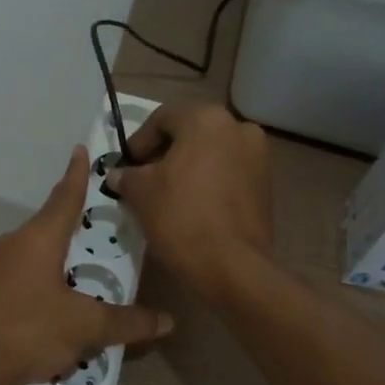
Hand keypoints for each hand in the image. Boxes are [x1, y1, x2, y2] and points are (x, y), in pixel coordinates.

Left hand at [0, 146, 173, 384]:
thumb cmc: (27, 330)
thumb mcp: (85, 326)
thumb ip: (127, 322)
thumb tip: (168, 321)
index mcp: (39, 239)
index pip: (65, 196)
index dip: (77, 174)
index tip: (81, 150)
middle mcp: (16, 245)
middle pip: (52, 224)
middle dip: (79, 222)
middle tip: (109, 221)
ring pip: (39, 252)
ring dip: (64, 255)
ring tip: (94, 265)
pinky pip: (28, 276)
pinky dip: (49, 279)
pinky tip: (65, 302)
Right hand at [109, 103, 272, 299]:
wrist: (231, 265)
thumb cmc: (180, 217)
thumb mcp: (141, 193)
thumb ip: (127, 176)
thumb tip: (118, 175)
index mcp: (206, 120)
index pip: (162, 118)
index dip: (139, 141)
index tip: (126, 166)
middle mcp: (238, 128)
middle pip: (190, 132)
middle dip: (164, 153)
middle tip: (143, 178)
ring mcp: (258, 156)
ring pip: (211, 152)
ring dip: (187, 167)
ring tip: (166, 194)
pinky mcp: (266, 184)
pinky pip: (228, 172)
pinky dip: (208, 181)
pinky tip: (191, 205)